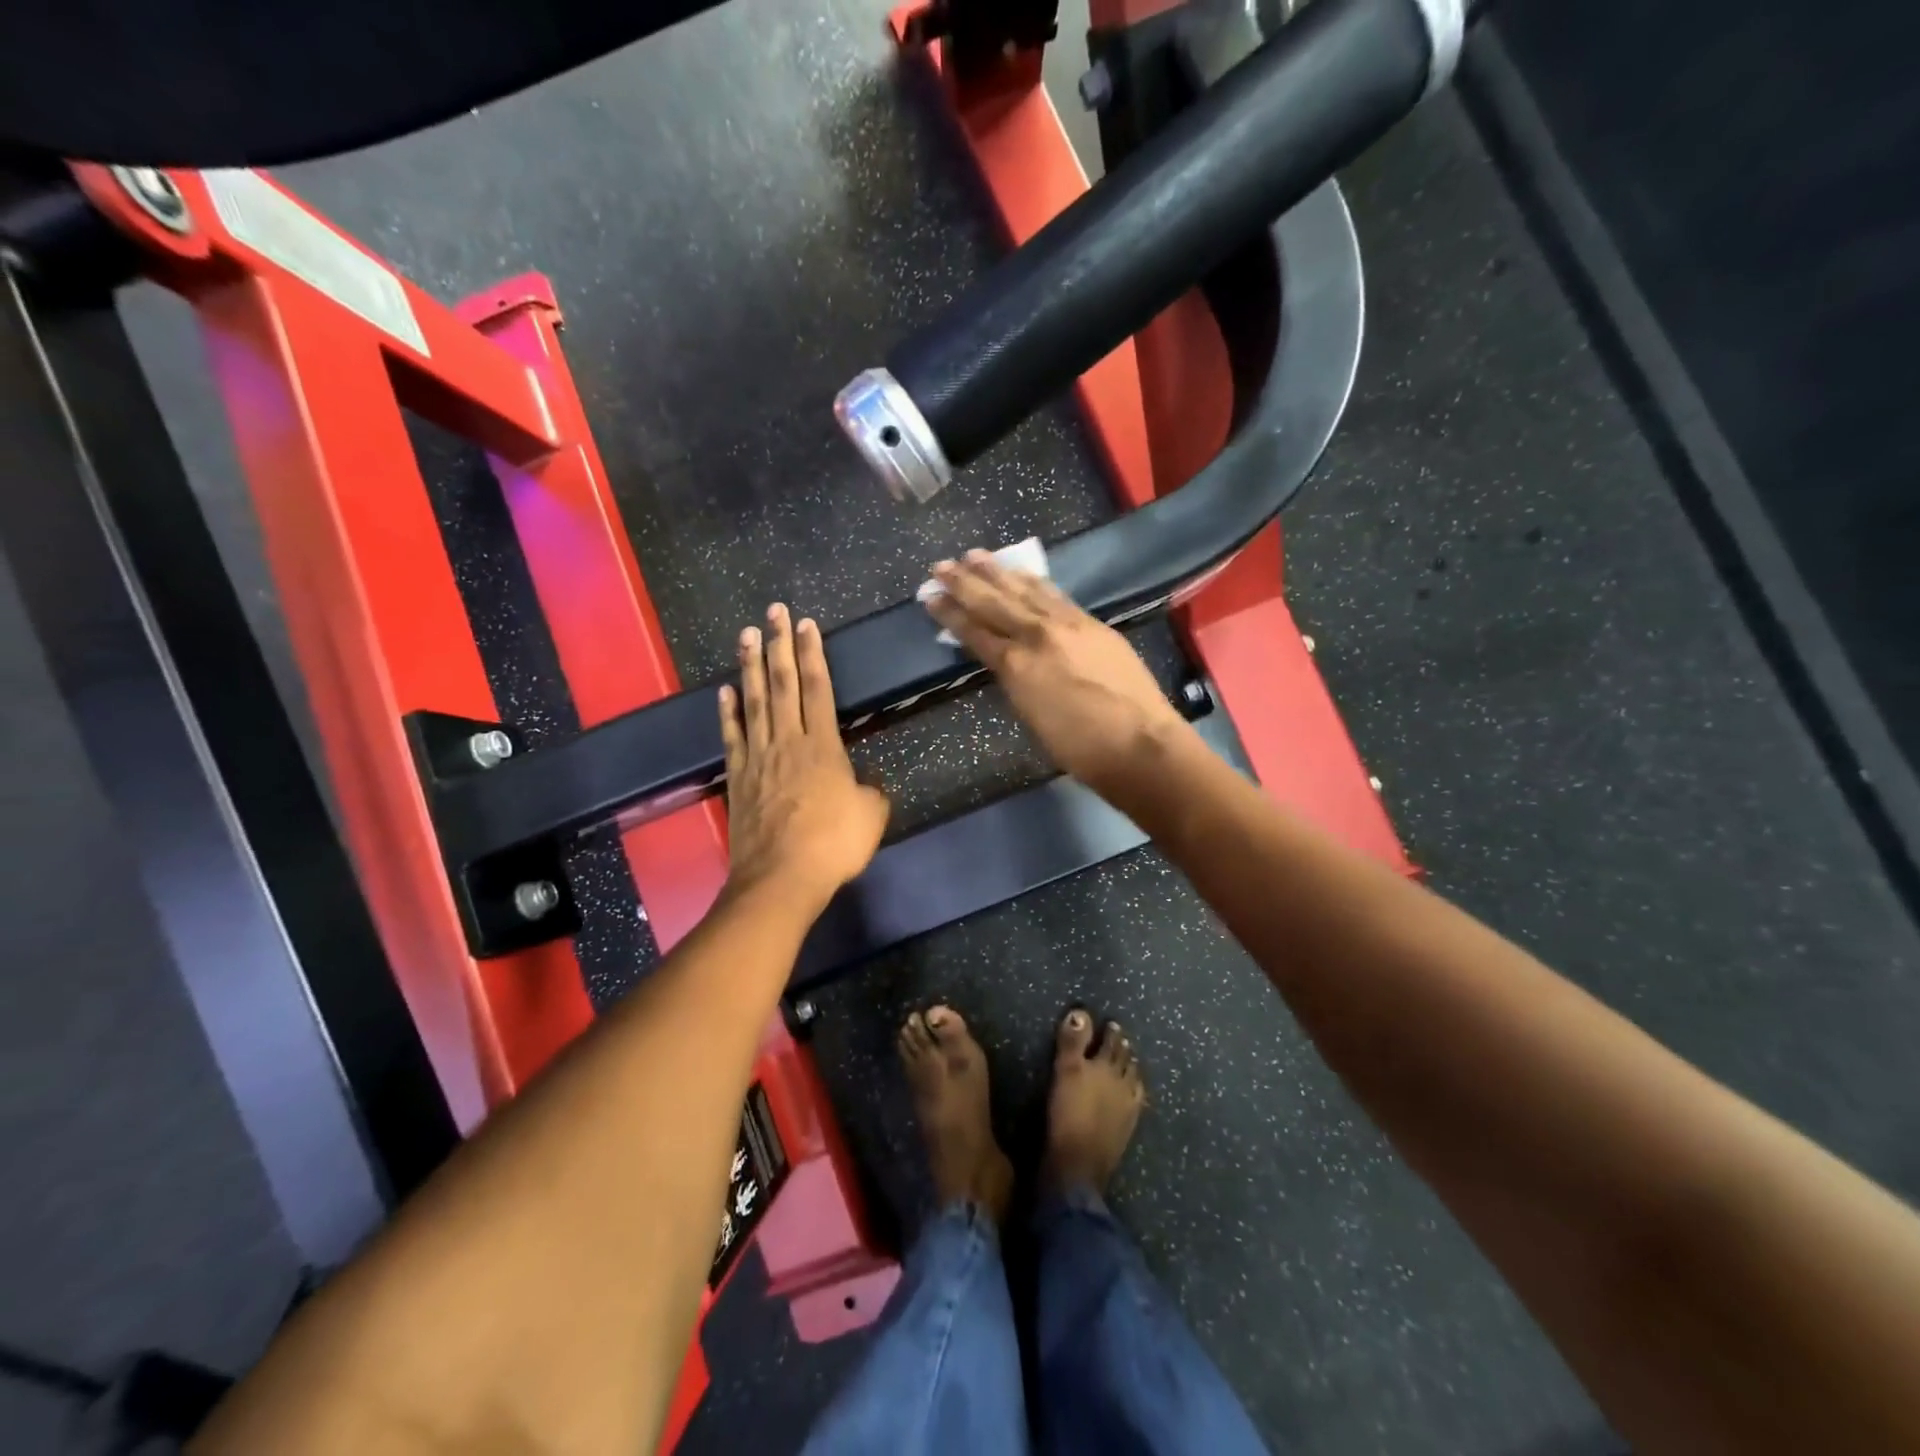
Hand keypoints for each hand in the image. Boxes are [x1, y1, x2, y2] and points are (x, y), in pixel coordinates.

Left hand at [719, 604, 889, 910]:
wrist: (782, 879)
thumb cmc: (833, 845)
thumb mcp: (871, 817)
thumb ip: (872, 793)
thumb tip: (867, 784)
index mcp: (823, 747)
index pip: (818, 689)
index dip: (812, 654)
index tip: (806, 624)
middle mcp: (788, 742)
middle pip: (783, 684)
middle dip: (779, 645)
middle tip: (773, 612)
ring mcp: (758, 758)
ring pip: (755, 703)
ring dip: (751, 667)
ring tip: (747, 635)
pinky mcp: (738, 778)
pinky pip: (732, 738)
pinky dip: (728, 713)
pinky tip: (725, 692)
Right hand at [924, 550, 1192, 795]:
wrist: (1140, 743)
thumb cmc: (1080, 748)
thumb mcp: (1031, 717)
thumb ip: (1014, 682)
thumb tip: (1004, 660)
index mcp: (1017, 666)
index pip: (975, 632)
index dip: (950, 614)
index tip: (930, 596)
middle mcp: (1038, 635)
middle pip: (994, 603)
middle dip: (965, 583)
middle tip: (941, 565)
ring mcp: (1068, 625)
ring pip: (1025, 590)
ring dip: (998, 572)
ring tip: (975, 555)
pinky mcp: (1092, 624)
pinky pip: (1054, 595)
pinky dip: (1034, 581)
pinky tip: (1023, 573)